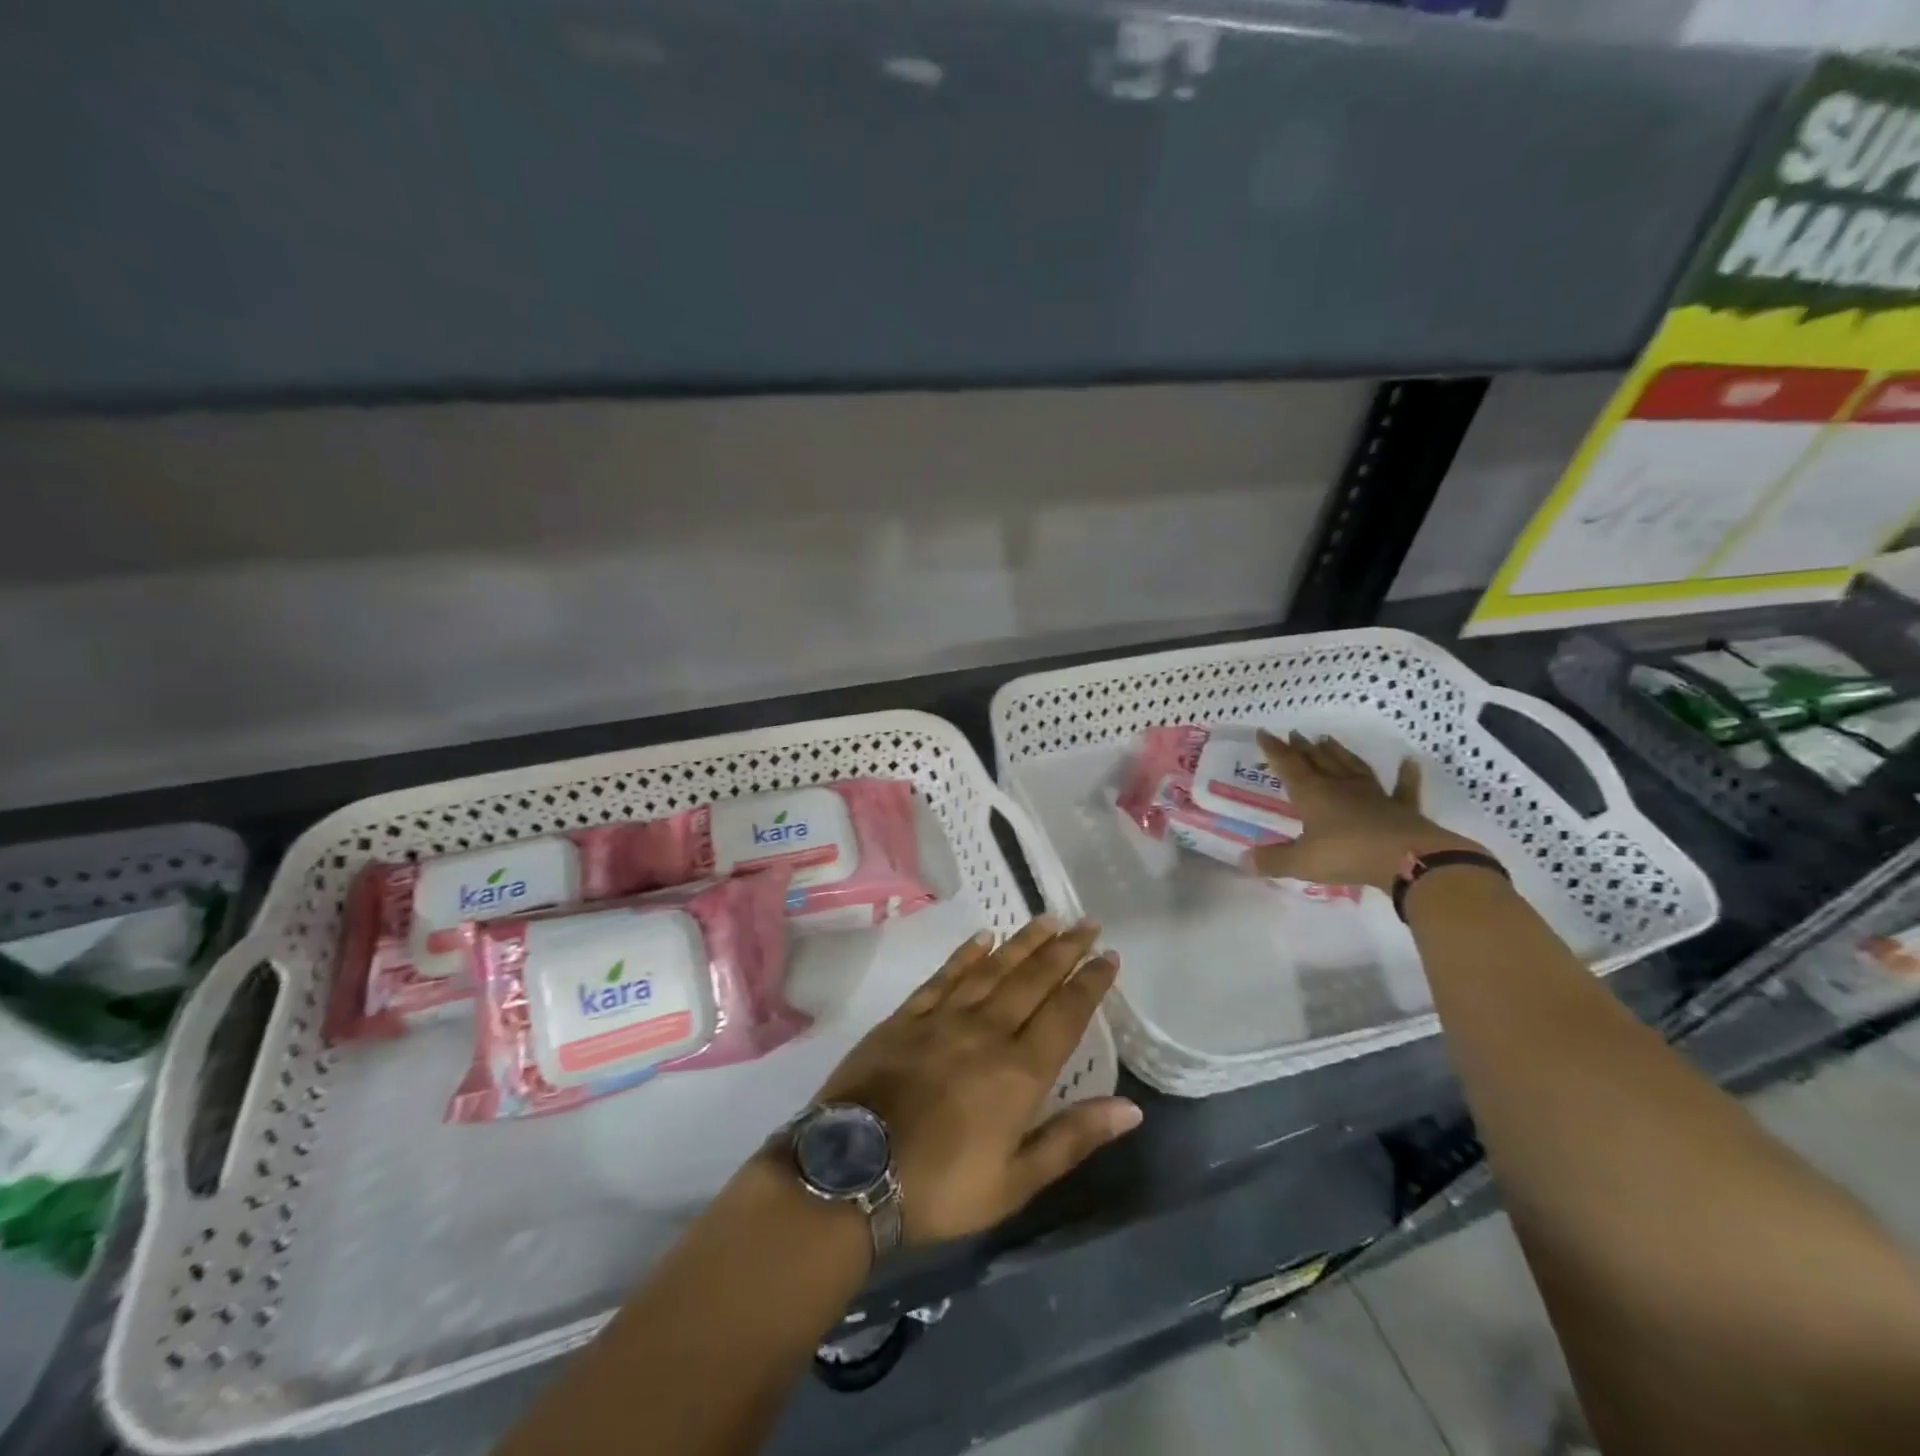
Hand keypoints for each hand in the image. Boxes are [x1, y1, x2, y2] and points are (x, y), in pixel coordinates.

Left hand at [810, 917, 1140, 1244]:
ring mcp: (943, 1018)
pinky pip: (944, 976)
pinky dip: (966, 954)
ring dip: (1023, 942)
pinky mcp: (906, 1016)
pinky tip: (982, 938)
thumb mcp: (1015, 1181)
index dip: (1090, 983)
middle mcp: (987, 1031)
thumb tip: (1131, 1108)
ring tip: (1047, 919)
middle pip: (1033, 980)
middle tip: (1087, 922)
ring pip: (993, 968)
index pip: (1065, 1013)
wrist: (851, 1170)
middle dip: (1064, 950)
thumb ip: (1072, 1138)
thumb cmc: (940, 1187)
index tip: (1109, 955)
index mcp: (1019, 1071)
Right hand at [1249, 730, 1483, 891]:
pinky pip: (1403, 788)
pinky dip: (1406, 775)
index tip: (1264, 732)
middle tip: (1295, 734)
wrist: (1407, 858)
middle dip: (1303, 748)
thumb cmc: (1347, 854)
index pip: (1288, 766)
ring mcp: (1373, 794)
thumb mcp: (1301, 862)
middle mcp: (1340, 787)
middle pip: (1318, 761)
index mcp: (1313, 794)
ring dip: (1339, 753)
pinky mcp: (1401, 808)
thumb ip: (1273, 861)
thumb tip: (1243, 862)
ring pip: (1352, 767)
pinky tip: (1409, 762)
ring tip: (1328, 739)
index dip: (1274, 749)